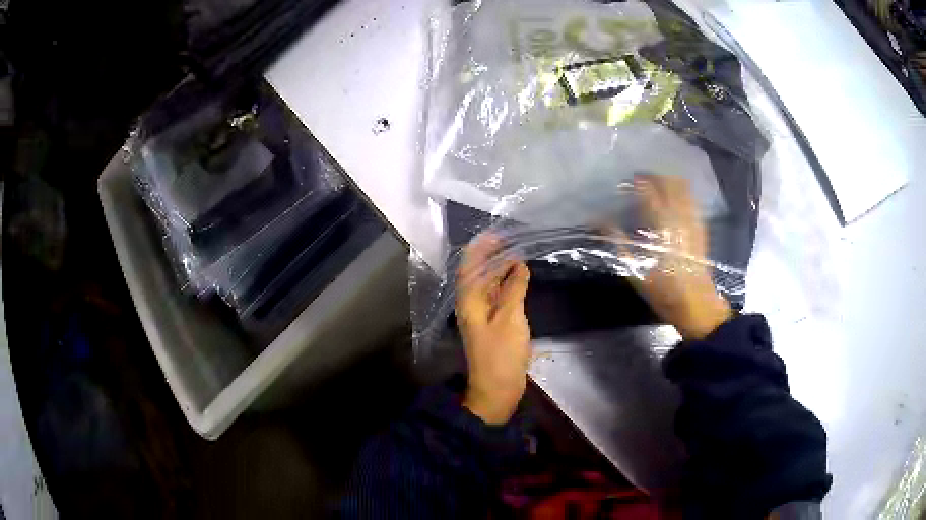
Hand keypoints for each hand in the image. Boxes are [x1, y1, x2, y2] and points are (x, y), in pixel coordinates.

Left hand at [456, 234, 531, 424]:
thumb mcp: (510, 318)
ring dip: (500, 268)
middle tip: (512, 239)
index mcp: (469, 300)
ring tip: (518, 253)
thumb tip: (519, 265)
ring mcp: (483, 315)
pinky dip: (507, 284)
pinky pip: (498, 297)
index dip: (480, 248)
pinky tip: (519, 278)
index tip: (496, 233)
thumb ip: (514, 289)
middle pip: (478, 273)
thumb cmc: (501, 353)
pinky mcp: (493, 324)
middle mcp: (472, 304)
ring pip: (489, 285)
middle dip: (492, 255)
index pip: (470, 266)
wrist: (497, 388)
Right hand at [628, 175, 731, 339]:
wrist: (696, 303)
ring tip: (657, 185)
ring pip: (683, 188)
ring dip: (669, 181)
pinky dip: (682, 193)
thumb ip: (617, 242)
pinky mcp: (701, 227)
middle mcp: (679, 216)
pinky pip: (692, 200)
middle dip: (653, 176)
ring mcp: (693, 220)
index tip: (624, 182)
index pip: (648, 191)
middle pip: (668, 182)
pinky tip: (674, 200)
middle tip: (640, 180)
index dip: (636, 182)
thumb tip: (597, 221)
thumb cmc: (663, 289)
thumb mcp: (635, 270)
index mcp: (661, 224)